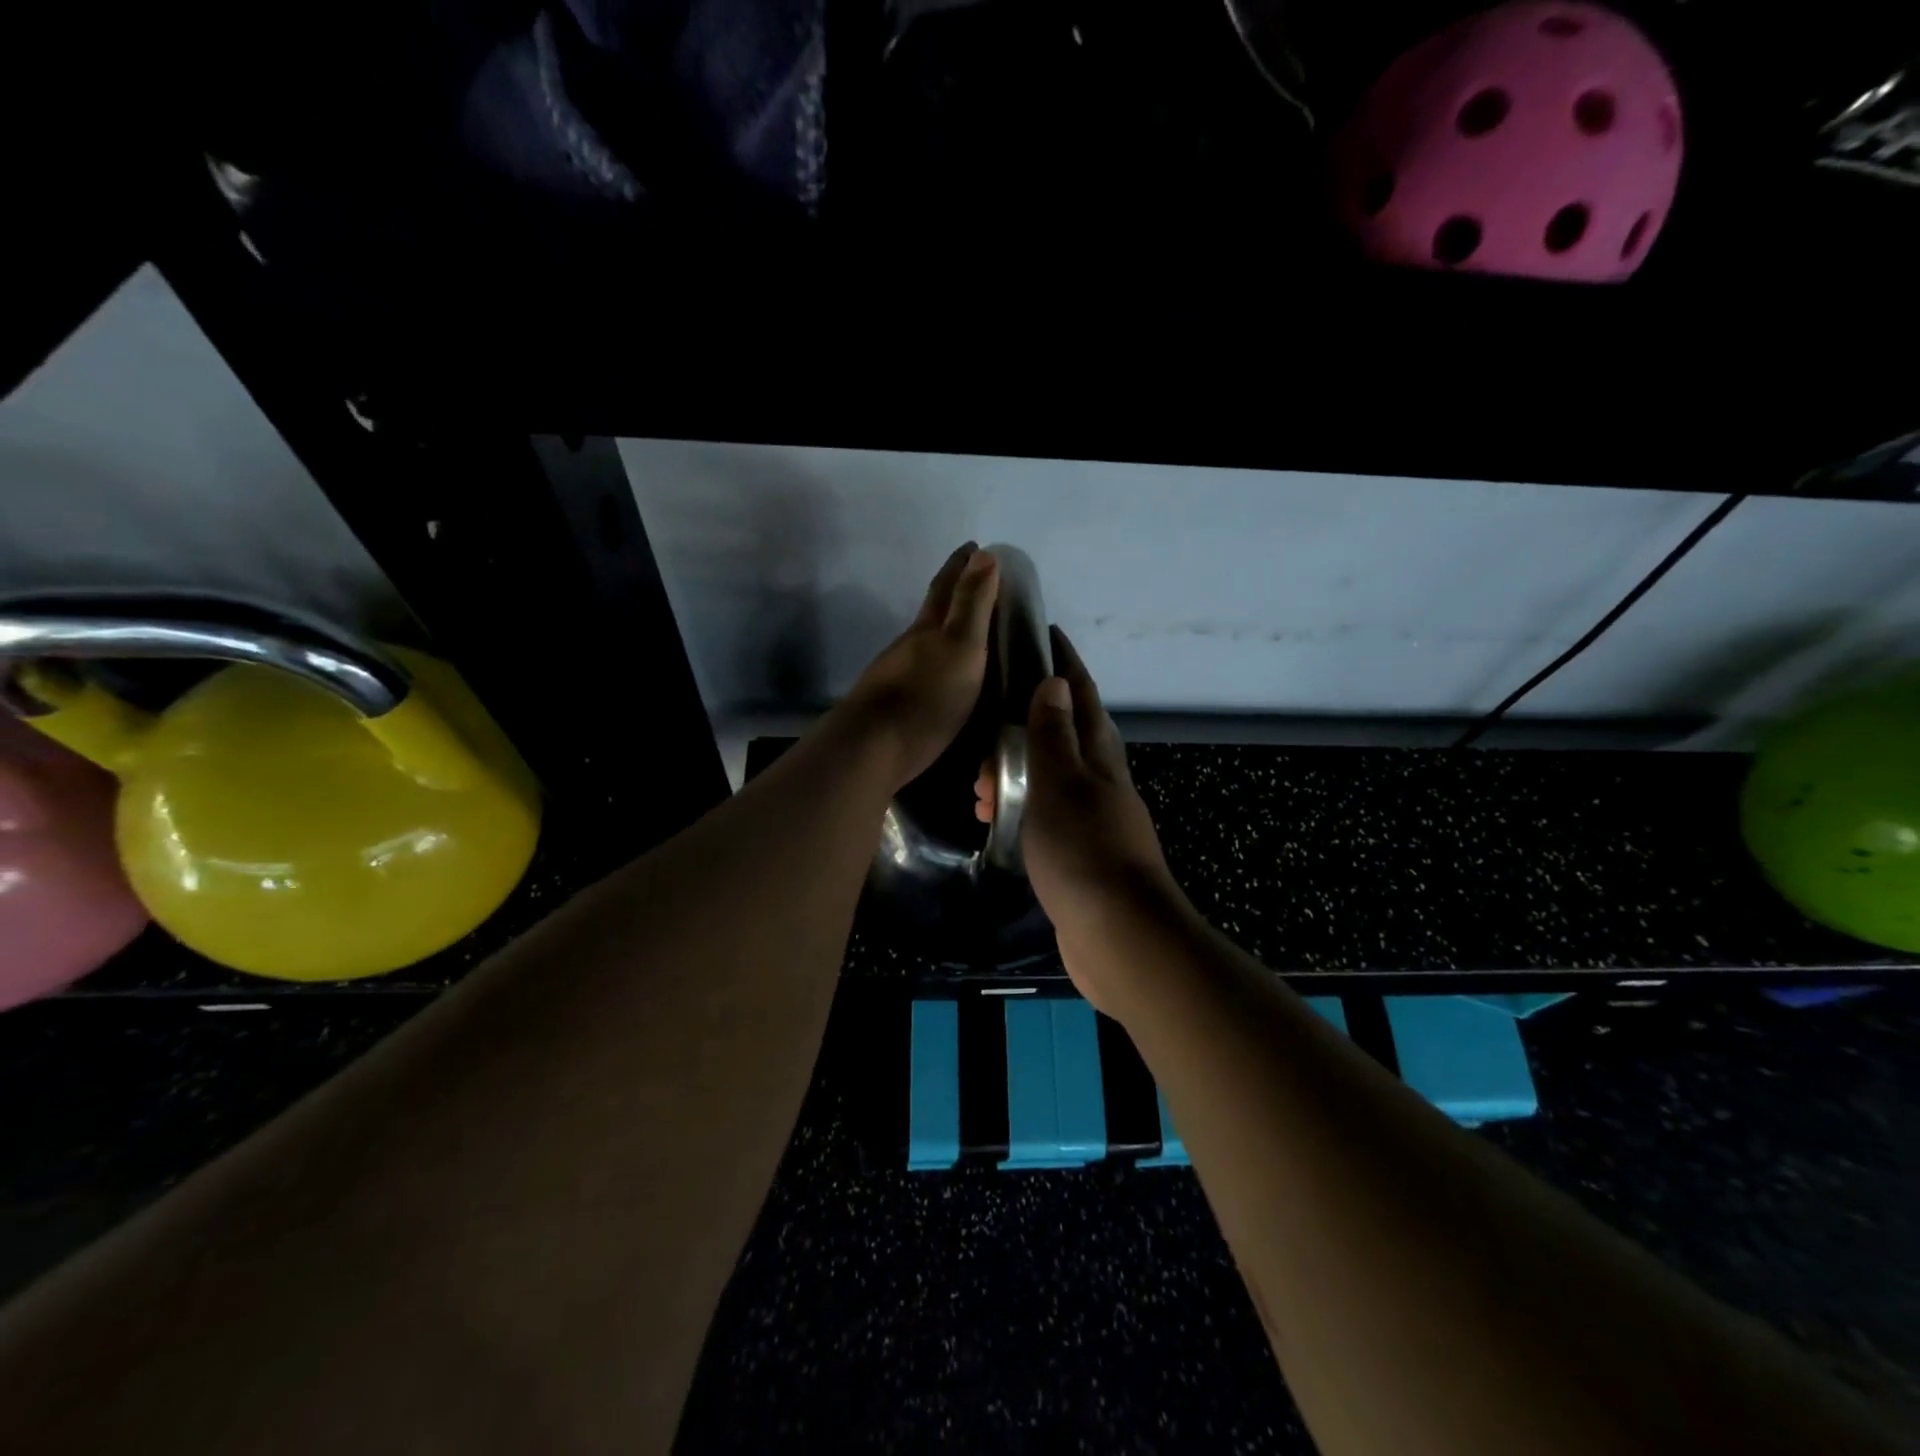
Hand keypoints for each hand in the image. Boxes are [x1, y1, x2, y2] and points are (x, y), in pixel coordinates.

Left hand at [838, 544, 1000, 792]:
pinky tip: (947, 679)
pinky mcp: (895, 706)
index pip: (946, 586)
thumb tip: (984, 553)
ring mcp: (898, 676)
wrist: (873, 748)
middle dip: (952, 593)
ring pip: (925, 644)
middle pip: (932, 612)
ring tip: (970, 634)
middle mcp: (910, 646)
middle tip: (976, 583)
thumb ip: (972, 604)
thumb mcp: (961, 646)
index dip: (960, 565)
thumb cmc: (926, 696)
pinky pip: (924, 673)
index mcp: (928, 628)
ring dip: (946, 632)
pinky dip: (940, 665)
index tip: (974, 546)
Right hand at [975, 627, 1183, 1011]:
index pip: (1081, 695)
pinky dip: (1019, 808)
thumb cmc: (1085, 851)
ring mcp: (1092, 820)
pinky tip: (996, 819)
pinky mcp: (1080, 855)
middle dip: (1026, 723)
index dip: (1064, 663)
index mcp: (1099, 757)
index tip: (1045, 634)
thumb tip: (1054, 681)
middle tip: (984, 729)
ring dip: (1015, 773)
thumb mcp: (1061, 784)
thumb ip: (1054, 735)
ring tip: (978, 785)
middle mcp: (1100, 782)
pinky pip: (1044, 816)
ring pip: (1049, 779)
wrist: (1120, 936)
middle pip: (1064, 736)